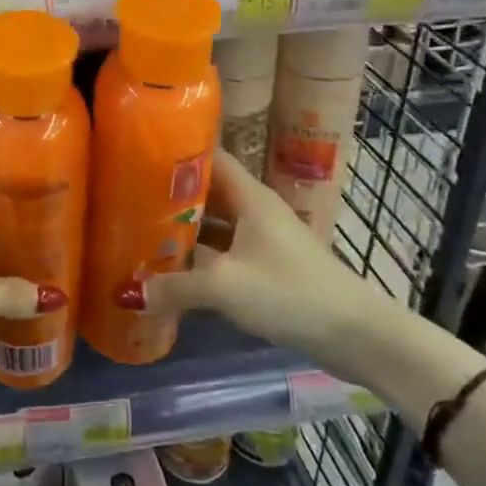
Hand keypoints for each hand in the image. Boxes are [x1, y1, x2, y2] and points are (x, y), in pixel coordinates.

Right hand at [121, 148, 406, 392]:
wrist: (357, 335)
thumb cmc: (291, 292)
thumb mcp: (225, 286)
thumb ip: (176, 287)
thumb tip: (130, 293)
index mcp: (249, 196)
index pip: (209, 156)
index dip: (176, 151)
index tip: (139, 153)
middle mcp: (255, 210)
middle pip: (207, 192)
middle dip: (170, 195)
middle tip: (127, 198)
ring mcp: (264, 239)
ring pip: (215, 225)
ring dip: (185, 230)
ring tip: (141, 233)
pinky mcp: (269, 268)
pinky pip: (226, 252)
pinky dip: (201, 258)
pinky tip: (174, 273)